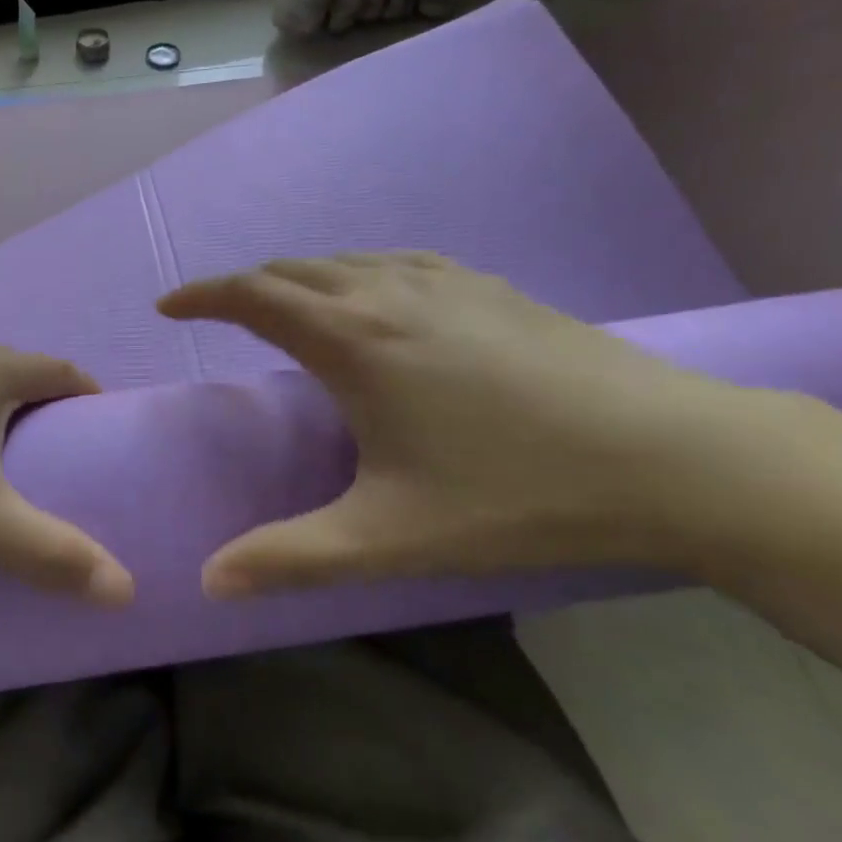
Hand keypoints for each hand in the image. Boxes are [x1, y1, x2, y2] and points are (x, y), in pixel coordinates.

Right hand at [159, 253, 762, 597]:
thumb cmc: (517, 492)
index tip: (168, 307)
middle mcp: (387, 292)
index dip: (202, 295)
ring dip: (300, 278)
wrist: (673, 455)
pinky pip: (395, 262)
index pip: (253, 296)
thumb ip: (291, 558)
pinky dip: (356, 272)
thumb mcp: (390, 537)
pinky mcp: (490, 287)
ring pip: (346, 260)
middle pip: (293, 270)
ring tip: (287, 309)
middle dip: (245, 286)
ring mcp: (444, 283)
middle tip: (221, 316)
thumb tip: (209, 580)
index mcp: (352, 338)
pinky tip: (376, 298)